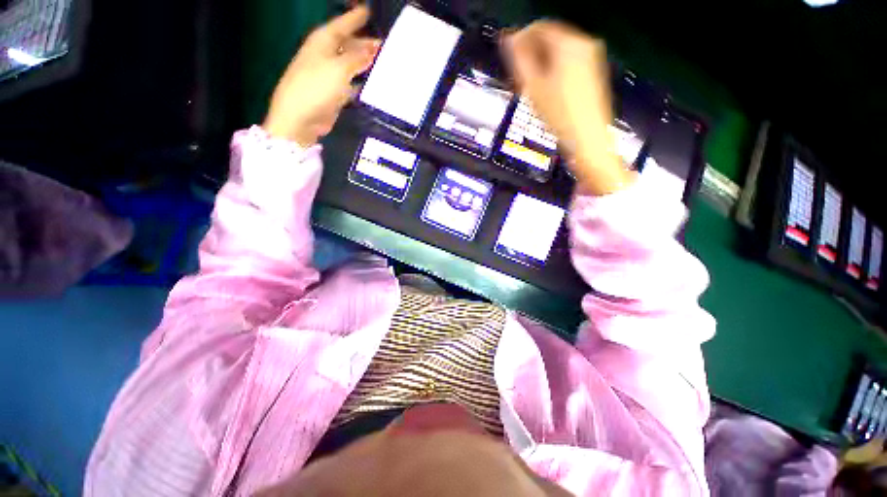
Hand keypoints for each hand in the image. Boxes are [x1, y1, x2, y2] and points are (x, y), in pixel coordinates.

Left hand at [263, 6, 379, 146]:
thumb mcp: (339, 68)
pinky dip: (362, 81)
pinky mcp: (334, 93)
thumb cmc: (316, 87)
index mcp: (323, 42)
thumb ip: (357, 58)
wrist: (301, 118)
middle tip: (385, 44)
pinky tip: (373, 83)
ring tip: (383, 62)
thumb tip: (373, 49)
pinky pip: (351, 82)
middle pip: (348, 44)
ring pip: (351, 64)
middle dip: (365, 43)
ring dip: (365, 63)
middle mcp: (326, 55)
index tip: (369, 11)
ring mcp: (329, 75)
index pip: (342, 25)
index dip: (356, 18)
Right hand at [502, 22, 634, 195]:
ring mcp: (591, 59)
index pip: (539, 27)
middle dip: (530, 54)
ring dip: (540, 64)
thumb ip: (519, 59)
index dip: (520, 39)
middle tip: (517, 76)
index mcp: (570, 44)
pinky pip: (567, 63)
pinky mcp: (592, 73)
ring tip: (529, 87)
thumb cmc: (560, 115)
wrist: (587, 138)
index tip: (508, 55)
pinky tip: (544, 91)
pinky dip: (552, 71)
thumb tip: (509, 39)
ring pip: (557, 53)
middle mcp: (584, 45)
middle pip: (549, 39)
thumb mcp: (533, 87)